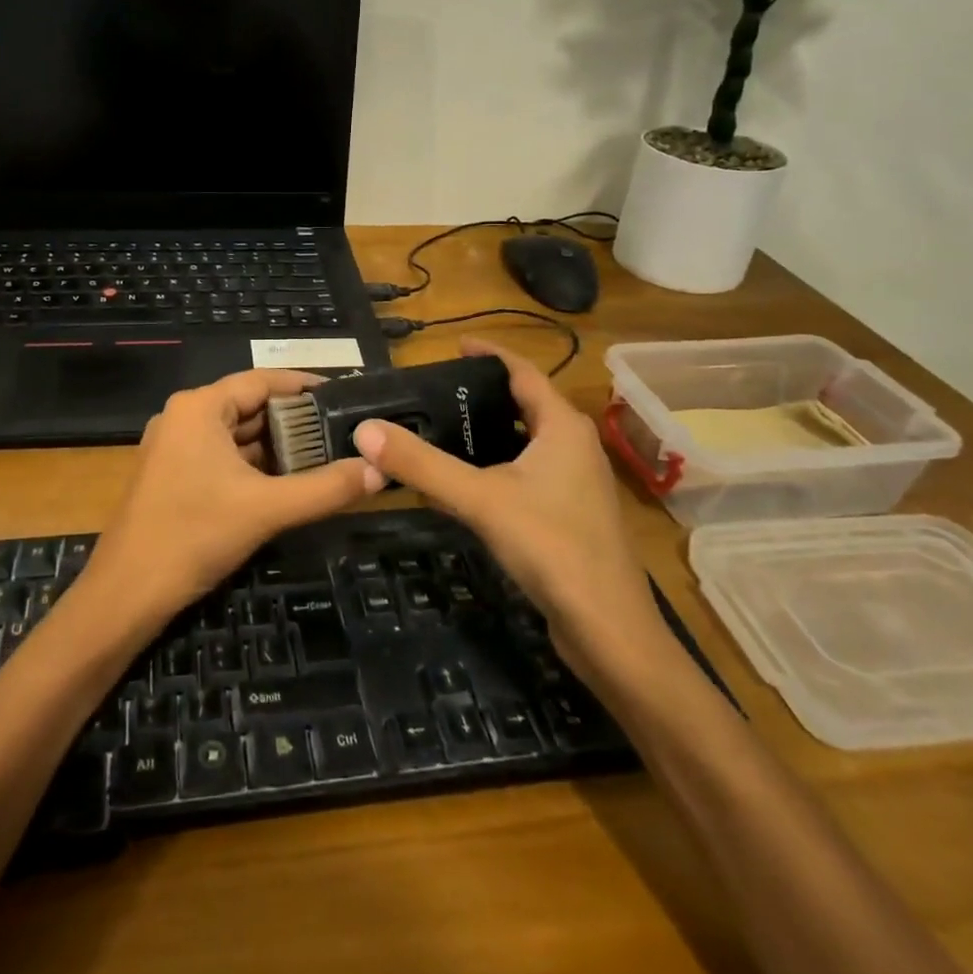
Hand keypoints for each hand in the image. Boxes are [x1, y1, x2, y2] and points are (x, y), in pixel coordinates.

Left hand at [84, 368, 384, 625]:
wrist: (126, 594)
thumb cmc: (194, 536)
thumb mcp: (267, 509)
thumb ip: (326, 488)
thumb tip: (378, 471)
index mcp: (199, 408)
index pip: (261, 381)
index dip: (304, 386)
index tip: (344, 395)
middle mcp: (184, 418)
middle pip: (250, 407)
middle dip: (295, 420)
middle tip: (343, 432)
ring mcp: (174, 448)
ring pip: (237, 436)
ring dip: (277, 446)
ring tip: (327, 455)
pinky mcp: (173, 476)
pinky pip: (223, 458)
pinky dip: (255, 466)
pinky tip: (288, 482)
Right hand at [350, 338, 663, 648]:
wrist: (607, 628)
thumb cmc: (551, 546)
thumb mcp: (480, 499)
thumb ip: (422, 464)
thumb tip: (365, 430)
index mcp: (562, 427)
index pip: (523, 372)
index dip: (490, 354)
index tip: (454, 345)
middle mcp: (573, 446)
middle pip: (524, 405)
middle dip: (483, 394)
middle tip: (435, 392)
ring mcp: (575, 483)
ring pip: (526, 442)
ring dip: (489, 433)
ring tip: (441, 429)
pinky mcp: (569, 515)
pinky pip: (527, 473)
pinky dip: (496, 466)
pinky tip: (465, 483)